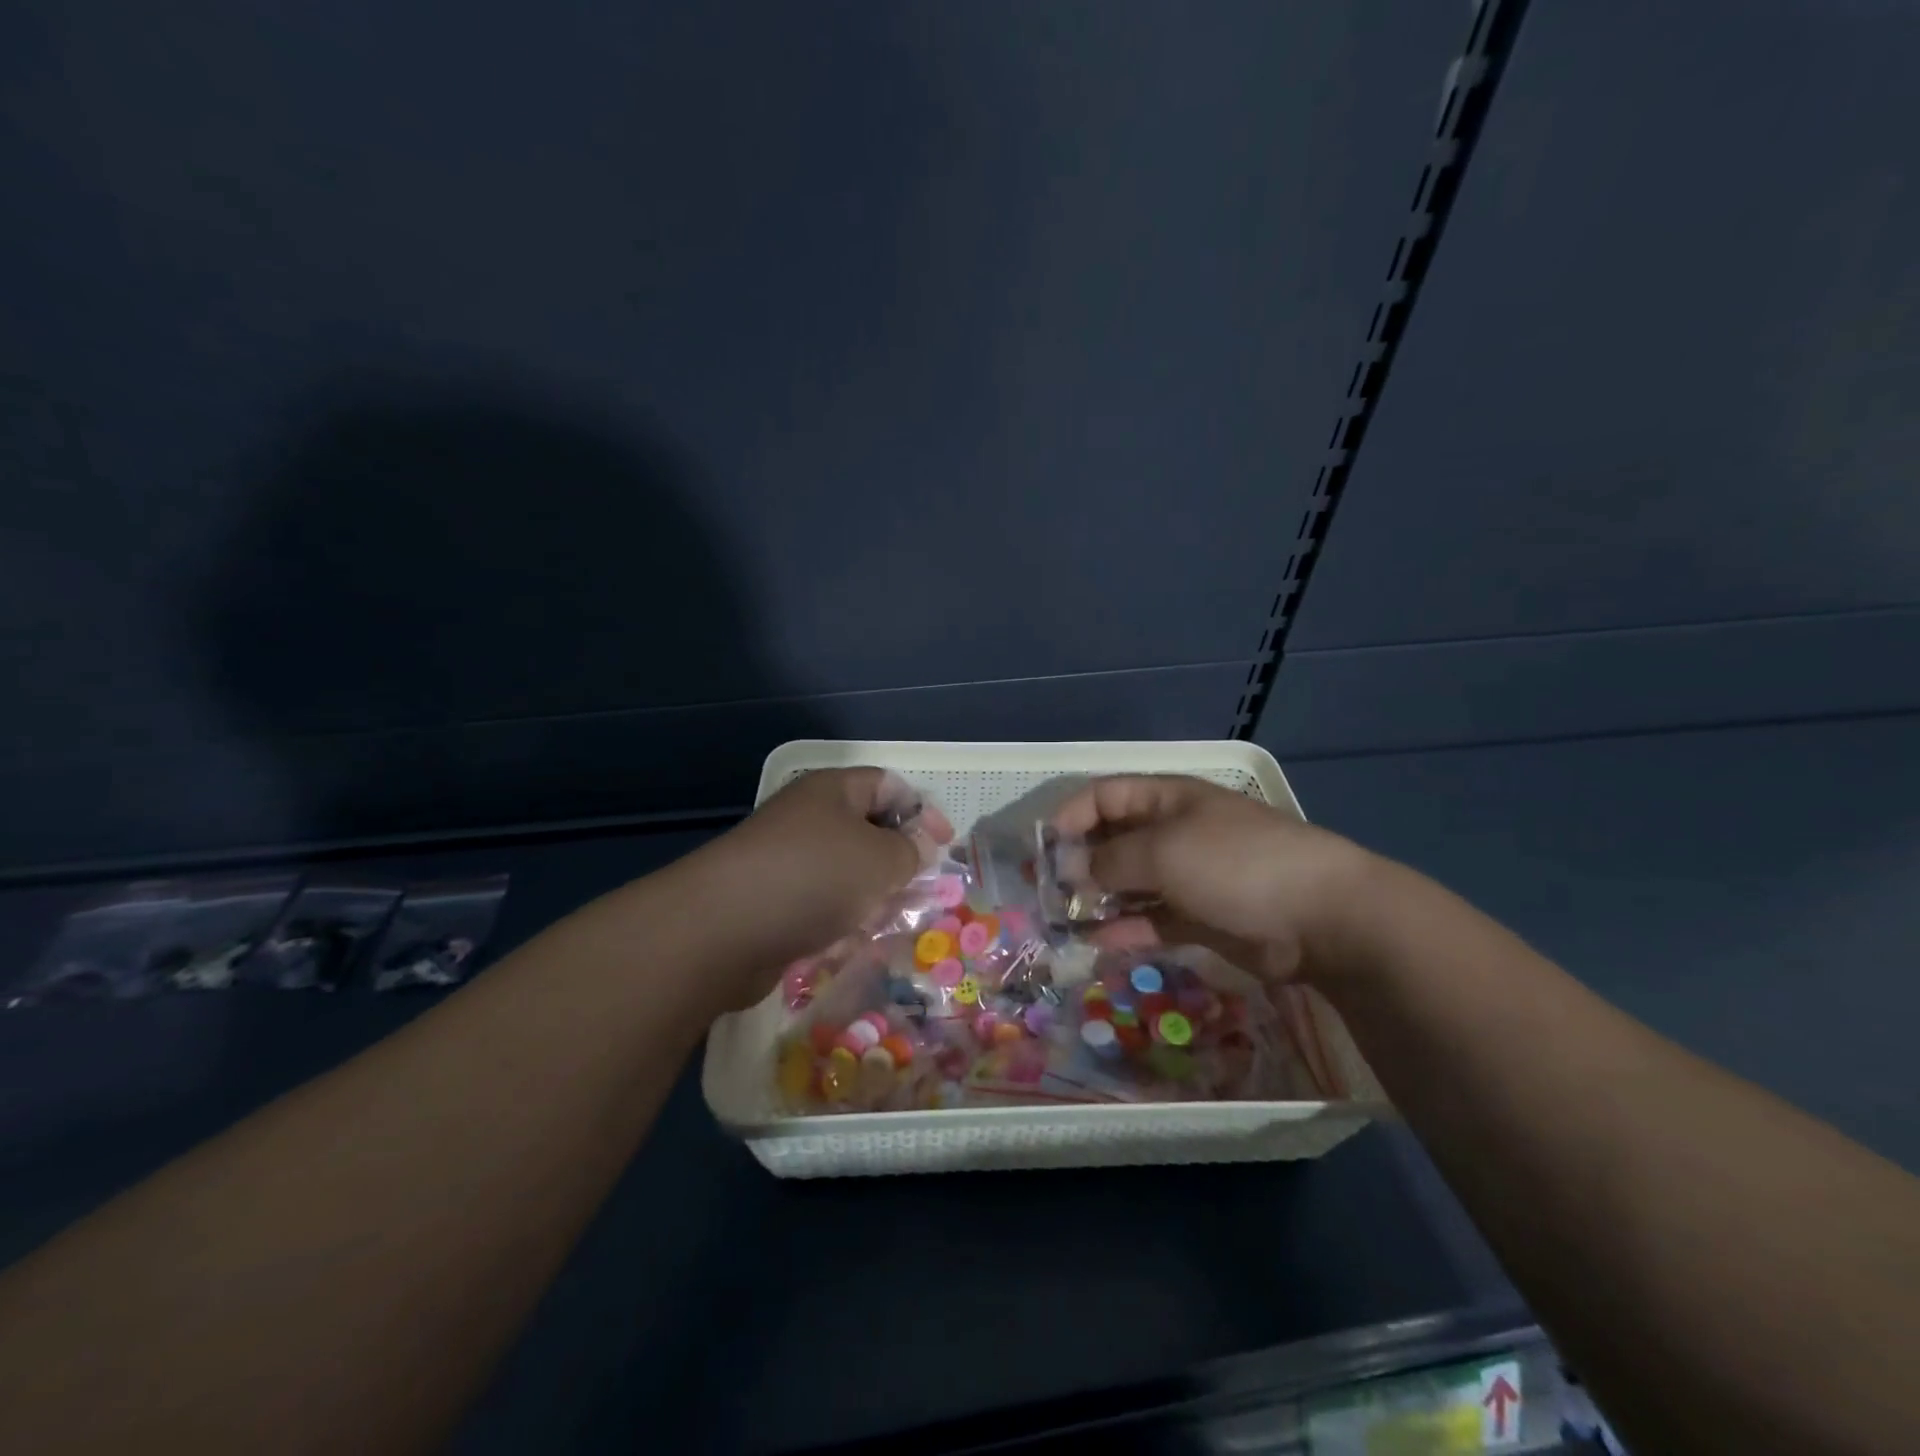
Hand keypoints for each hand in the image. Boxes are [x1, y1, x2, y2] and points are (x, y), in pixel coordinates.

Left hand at [692, 768, 951, 1005]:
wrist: (721, 930)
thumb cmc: (814, 878)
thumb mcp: (881, 859)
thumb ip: (911, 851)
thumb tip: (920, 847)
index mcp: (833, 791)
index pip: (888, 786)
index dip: (922, 811)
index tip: (944, 846)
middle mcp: (808, 819)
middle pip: (867, 832)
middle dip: (898, 862)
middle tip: (920, 891)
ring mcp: (786, 861)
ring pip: (845, 874)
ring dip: (871, 897)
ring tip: (887, 921)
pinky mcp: (772, 902)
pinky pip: (819, 905)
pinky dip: (839, 921)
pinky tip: (848, 942)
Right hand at [1052, 775, 1373, 986]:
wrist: (1321, 916)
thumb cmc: (1234, 863)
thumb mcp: (1163, 851)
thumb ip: (1109, 860)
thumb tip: (1072, 870)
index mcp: (1166, 800)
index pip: (1104, 795)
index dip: (1070, 816)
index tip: (1042, 849)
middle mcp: (1173, 832)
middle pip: (1113, 839)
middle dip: (1078, 861)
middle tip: (1046, 892)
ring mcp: (1188, 876)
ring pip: (1129, 884)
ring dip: (1097, 900)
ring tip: (1062, 922)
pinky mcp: (1200, 917)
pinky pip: (1151, 919)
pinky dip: (1125, 929)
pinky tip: (1096, 944)